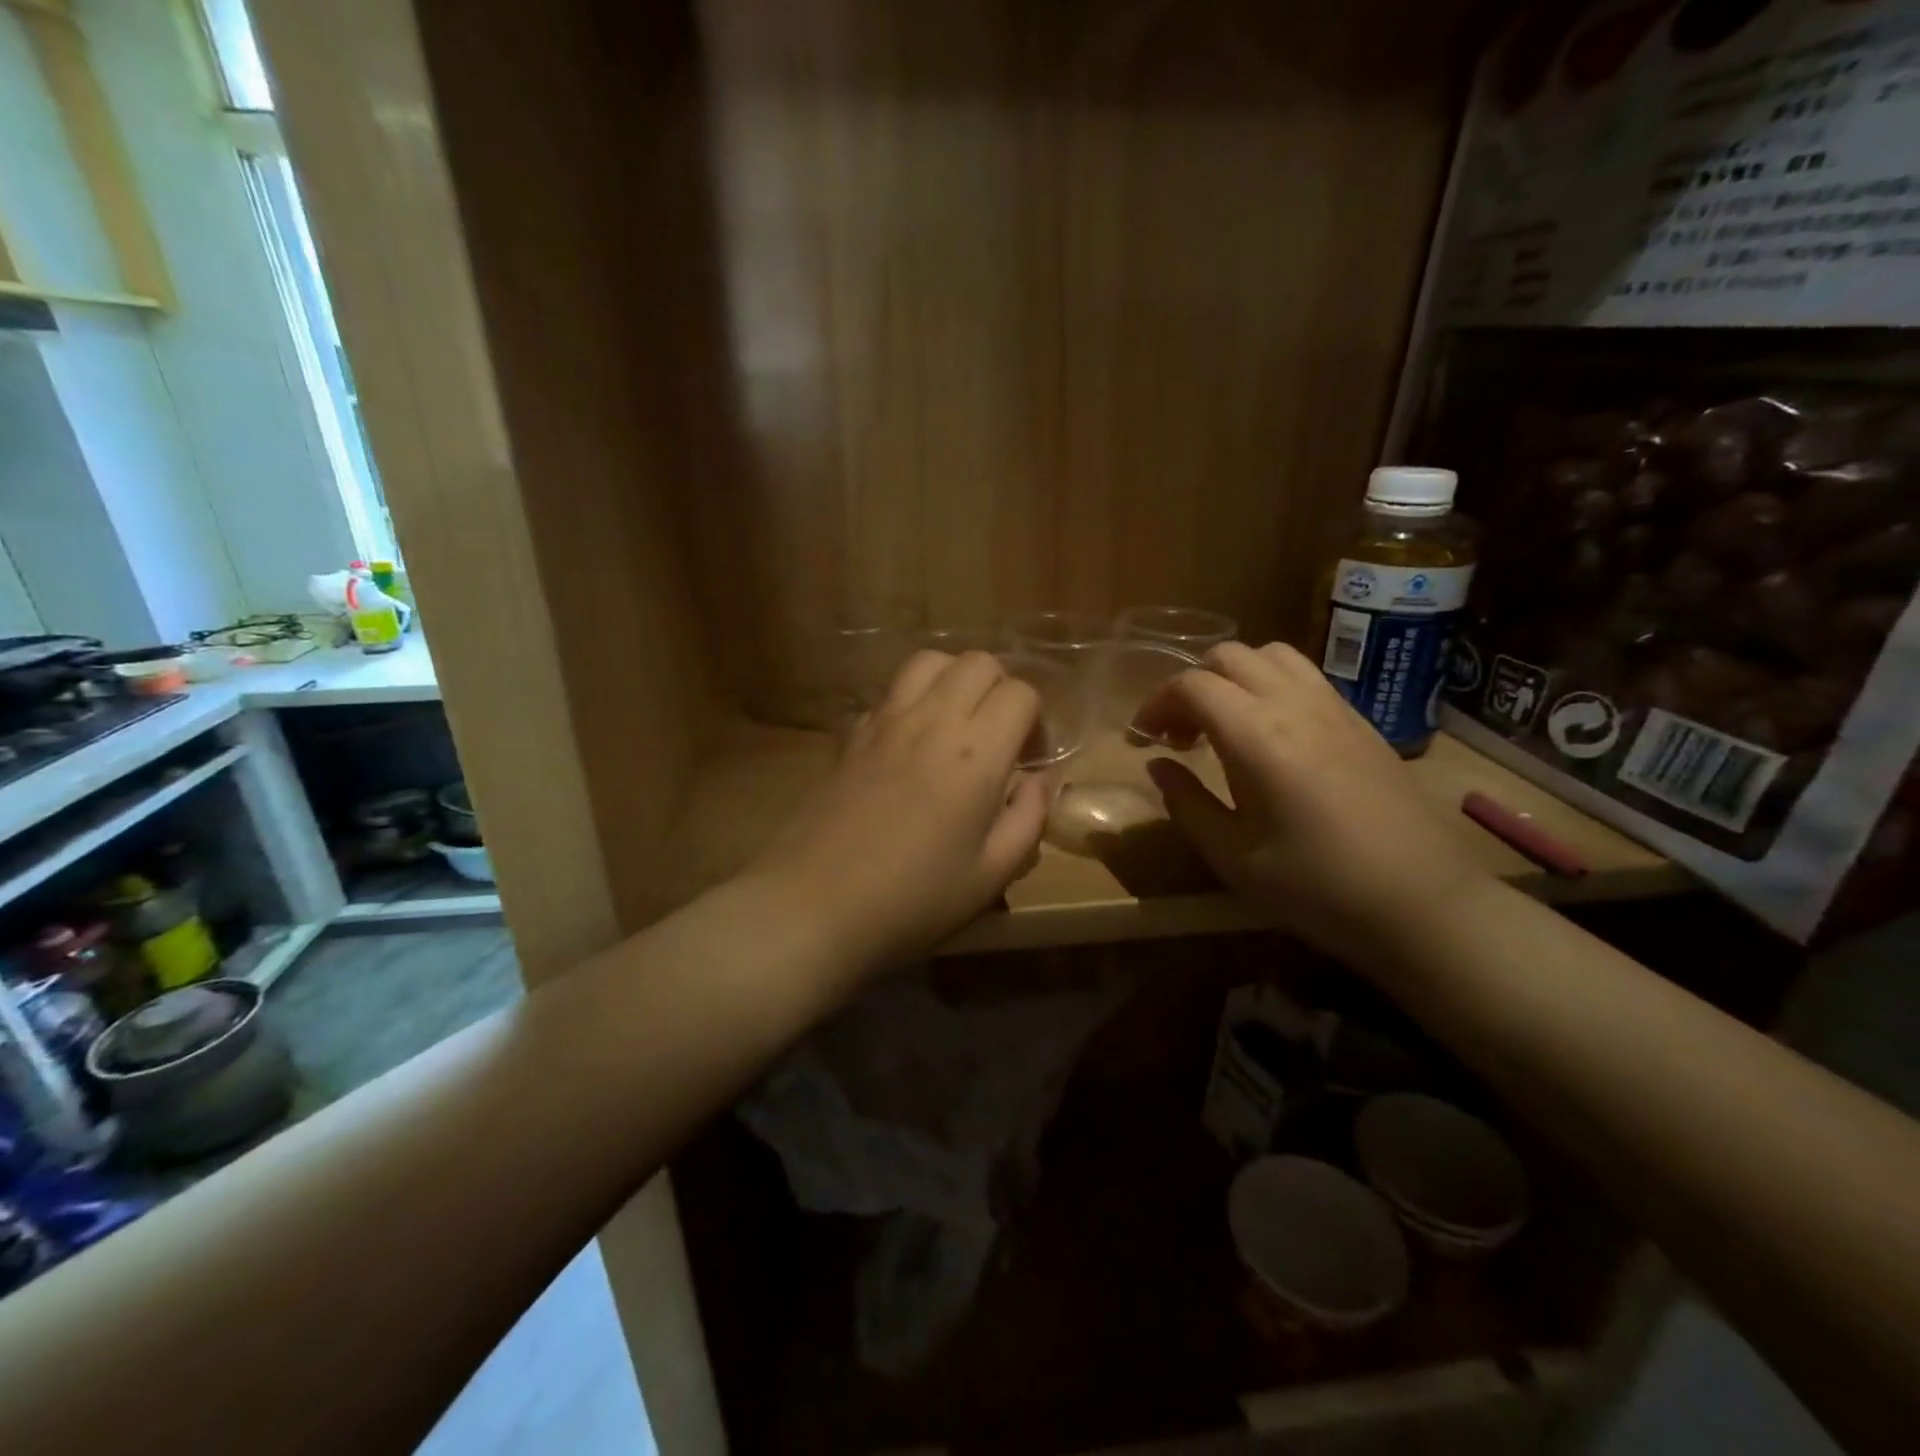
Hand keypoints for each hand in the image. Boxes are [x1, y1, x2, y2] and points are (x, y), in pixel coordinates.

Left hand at [751, 650, 1049, 973]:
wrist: (814, 904)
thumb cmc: (913, 899)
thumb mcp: (991, 875)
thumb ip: (1028, 819)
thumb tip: (1039, 781)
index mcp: (975, 752)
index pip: (1020, 693)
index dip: (1036, 718)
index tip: (1030, 758)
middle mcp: (931, 719)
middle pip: (978, 662)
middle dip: (1000, 688)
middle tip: (998, 735)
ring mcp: (884, 720)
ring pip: (929, 661)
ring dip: (954, 680)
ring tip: (957, 724)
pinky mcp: (851, 734)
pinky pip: (890, 692)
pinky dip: (912, 701)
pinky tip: (910, 744)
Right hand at [1134, 641, 1489, 964]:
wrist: (1423, 904)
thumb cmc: (1317, 888)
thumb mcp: (1233, 856)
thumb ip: (1187, 802)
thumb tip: (1158, 765)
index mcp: (1257, 735)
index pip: (1192, 685)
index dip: (1156, 704)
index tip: (1142, 739)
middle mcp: (1295, 704)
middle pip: (1229, 656)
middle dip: (1190, 684)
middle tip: (1178, 733)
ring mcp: (1335, 707)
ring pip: (1272, 655)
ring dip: (1233, 677)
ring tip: (1223, 724)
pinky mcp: (1360, 722)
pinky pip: (1305, 677)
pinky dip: (1270, 685)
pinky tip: (1270, 736)